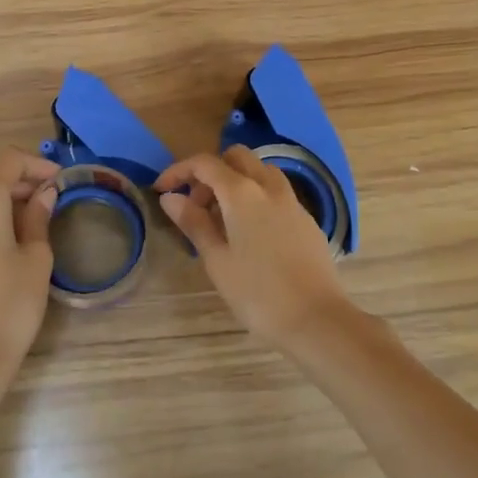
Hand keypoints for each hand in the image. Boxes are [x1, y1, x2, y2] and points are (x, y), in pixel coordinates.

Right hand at [154, 146, 359, 347]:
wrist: (316, 319)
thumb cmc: (257, 292)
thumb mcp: (216, 260)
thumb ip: (194, 223)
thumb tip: (170, 197)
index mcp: (242, 193)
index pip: (205, 163)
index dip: (179, 171)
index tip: (162, 190)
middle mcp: (269, 187)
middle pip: (236, 158)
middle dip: (211, 173)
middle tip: (196, 206)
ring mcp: (292, 202)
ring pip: (260, 172)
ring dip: (236, 182)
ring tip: (222, 220)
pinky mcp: (306, 220)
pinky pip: (276, 194)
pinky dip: (256, 198)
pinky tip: (250, 234)